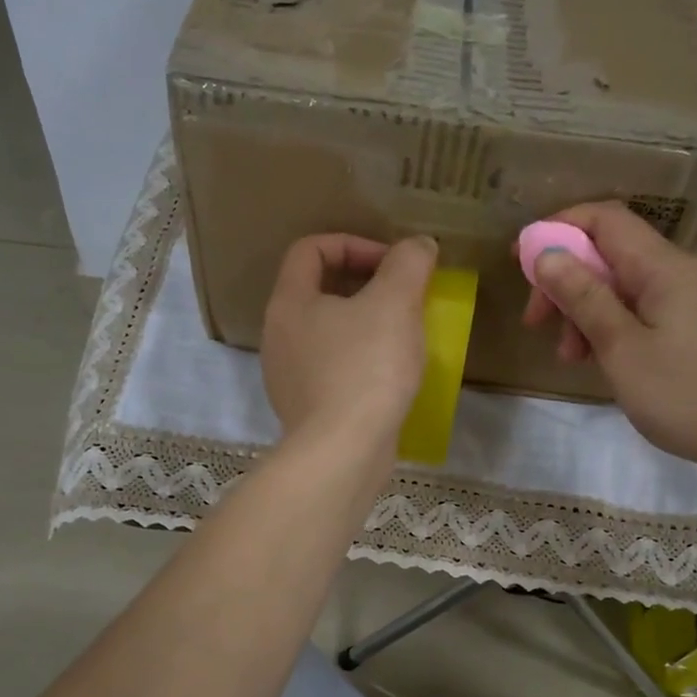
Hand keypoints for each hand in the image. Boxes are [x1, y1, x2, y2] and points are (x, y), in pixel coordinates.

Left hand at [261, 233, 436, 463]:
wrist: (344, 452)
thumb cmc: (366, 368)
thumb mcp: (395, 303)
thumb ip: (408, 263)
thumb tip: (418, 246)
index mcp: (289, 302)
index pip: (311, 249)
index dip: (354, 244)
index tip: (392, 264)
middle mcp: (278, 335)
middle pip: (318, 290)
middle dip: (365, 285)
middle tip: (403, 297)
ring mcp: (288, 376)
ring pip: (328, 332)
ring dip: (365, 324)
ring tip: (402, 334)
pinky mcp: (306, 408)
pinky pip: (333, 368)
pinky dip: (360, 360)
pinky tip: (390, 375)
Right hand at [519, 202, 696, 479]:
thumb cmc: (687, 394)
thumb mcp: (623, 348)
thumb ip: (584, 297)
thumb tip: (547, 253)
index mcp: (663, 268)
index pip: (604, 219)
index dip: (558, 229)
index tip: (520, 262)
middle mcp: (678, 273)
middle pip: (609, 253)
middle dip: (565, 279)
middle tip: (536, 322)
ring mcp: (690, 301)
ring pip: (622, 286)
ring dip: (585, 310)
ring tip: (569, 355)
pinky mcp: (694, 328)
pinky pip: (641, 311)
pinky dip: (611, 326)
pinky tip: (599, 360)